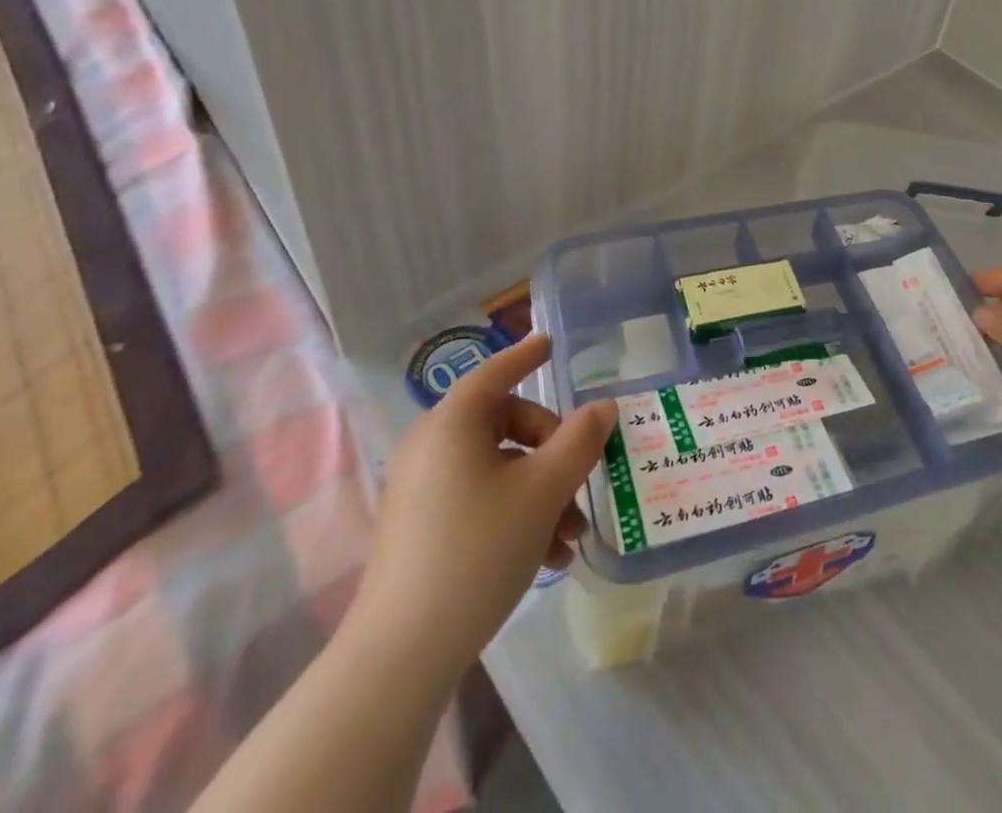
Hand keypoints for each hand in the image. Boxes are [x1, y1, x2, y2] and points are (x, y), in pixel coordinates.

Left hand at [348, 335, 616, 672]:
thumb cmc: (478, 551)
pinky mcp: (419, 528)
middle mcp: (431, 447)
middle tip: (581, 481)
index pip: (495, 373)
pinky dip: (515, 513)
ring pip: (497, 468)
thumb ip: (579, 441)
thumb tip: (602, 406)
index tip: (550, 344)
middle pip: (505, 424)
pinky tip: (547, 557)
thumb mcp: (543, 492)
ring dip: (541, 491)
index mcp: (453, 424)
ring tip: (571, 538)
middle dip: (552, 450)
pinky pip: (478, 498)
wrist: (399, 657)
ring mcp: (421, 489)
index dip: (526, 356)